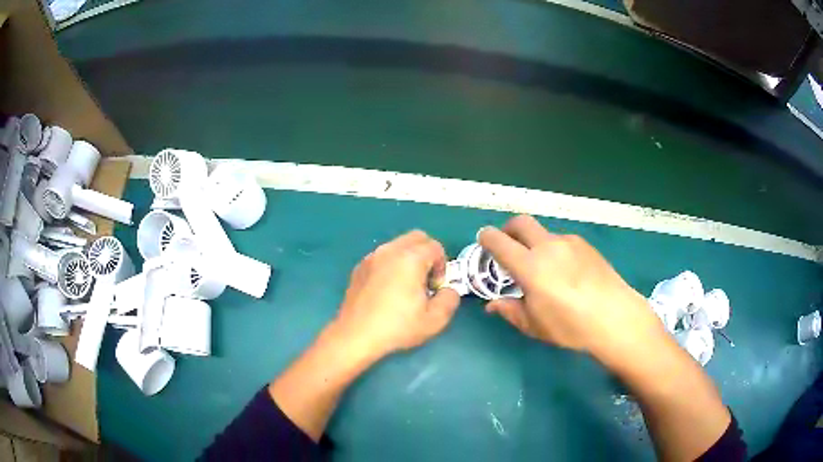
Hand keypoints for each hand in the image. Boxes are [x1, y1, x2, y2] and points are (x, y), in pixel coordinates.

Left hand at [329, 230, 459, 361]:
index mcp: (410, 259)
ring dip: (409, 259)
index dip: (442, 266)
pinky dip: (391, 265)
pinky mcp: (359, 267)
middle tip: (425, 281)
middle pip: (417, 238)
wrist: (355, 336)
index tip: (435, 288)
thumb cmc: (397, 327)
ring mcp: (371, 257)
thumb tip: (448, 290)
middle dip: (427, 255)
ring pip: (398, 245)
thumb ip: (450, 299)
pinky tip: (387, 291)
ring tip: (406, 287)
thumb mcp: (434, 320)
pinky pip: (382, 256)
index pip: (435, 247)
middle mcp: (390, 250)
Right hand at [478, 215, 662, 358]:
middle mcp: (547, 246)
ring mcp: (569, 242)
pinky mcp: (586, 245)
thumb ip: (510, 310)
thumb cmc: (570, 326)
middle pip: (521, 222)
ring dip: (535, 243)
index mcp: (530, 266)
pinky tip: (566, 272)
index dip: (486, 238)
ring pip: (543, 233)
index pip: (499, 241)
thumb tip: (492, 304)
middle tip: (508, 245)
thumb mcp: (534, 325)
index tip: (483, 242)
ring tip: (543, 268)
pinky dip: (554, 250)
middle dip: (508, 229)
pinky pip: (562, 241)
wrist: (615, 316)